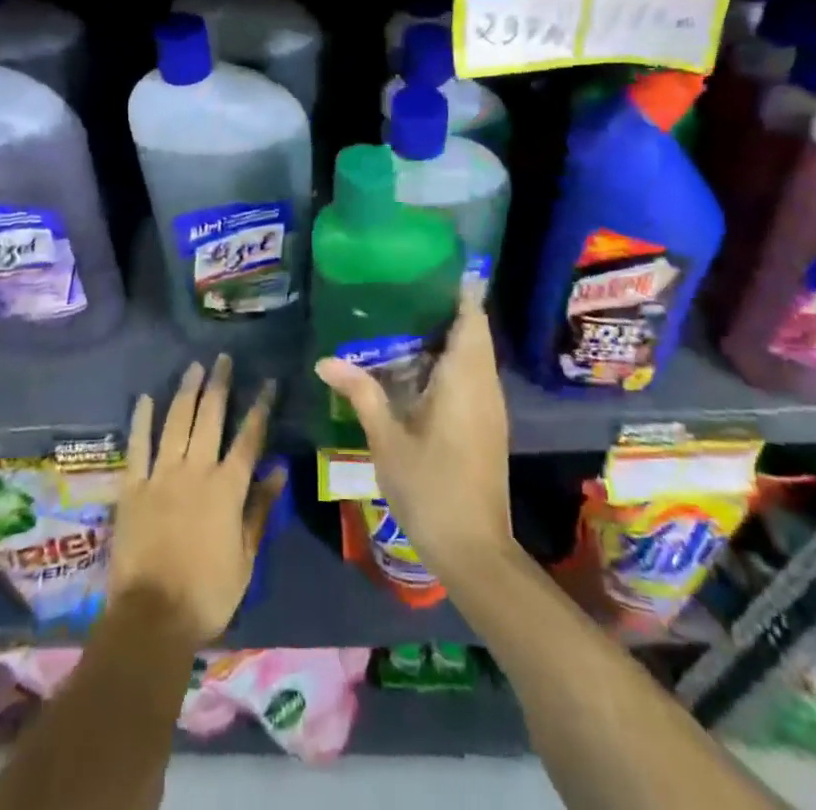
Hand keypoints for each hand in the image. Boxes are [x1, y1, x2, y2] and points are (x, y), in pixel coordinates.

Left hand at [111, 355, 284, 643]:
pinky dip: (142, 420)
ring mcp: (161, 475)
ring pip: (177, 422)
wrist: (152, 618)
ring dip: (187, 392)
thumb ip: (260, 510)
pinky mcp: (133, 487)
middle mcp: (196, 471)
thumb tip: (280, 470)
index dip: (260, 408)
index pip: (249, 438)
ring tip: (194, 367)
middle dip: (219, 385)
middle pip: (210, 418)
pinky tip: (146, 398)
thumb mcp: (246, 558)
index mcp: (227, 488)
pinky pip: (138, 446)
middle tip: (224, 359)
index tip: (268, 382)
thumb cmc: (207, 594)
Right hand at [313, 290, 513, 581]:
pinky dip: (452, 361)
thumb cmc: (430, 487)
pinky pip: (473, 376)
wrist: (474, 549)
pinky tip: (418, 367)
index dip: (459, 290)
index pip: (472, 318)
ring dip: (450, 336)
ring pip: (475, 355)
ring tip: (406, 318)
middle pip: (474, 332)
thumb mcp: (387, 439)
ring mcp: (490, 407)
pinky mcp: (488, 425)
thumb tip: (325, 361)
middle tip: (406, 289)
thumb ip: (361, 393)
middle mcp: (484, 385)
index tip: (434, 266)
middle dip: (448, 308)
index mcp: (464, 379)